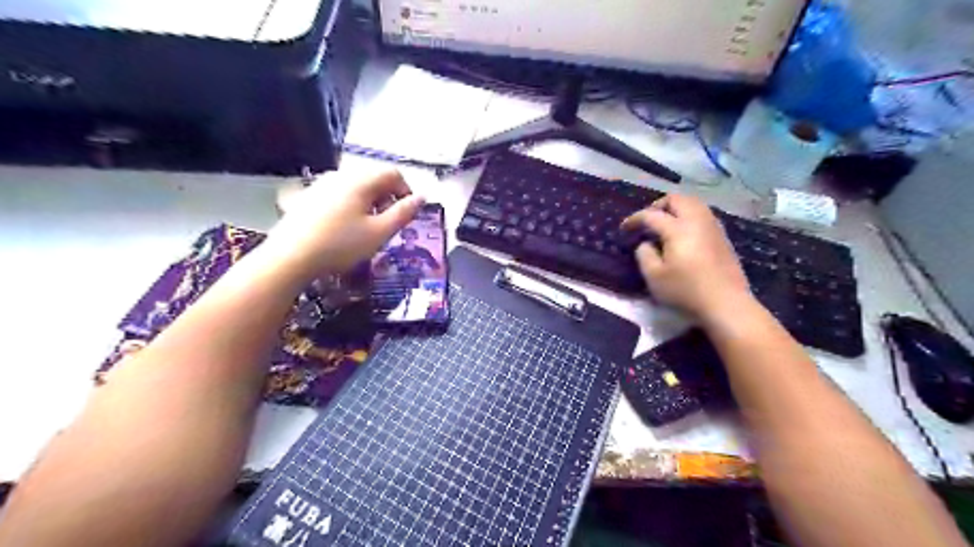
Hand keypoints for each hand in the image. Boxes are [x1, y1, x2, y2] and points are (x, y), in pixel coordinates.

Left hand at [263, 170, 427, 281]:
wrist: (290, 257)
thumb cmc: (340, 245)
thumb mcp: (379, 233)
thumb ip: (403, 213)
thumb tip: (421, 197)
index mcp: (361, 181)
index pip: (393, 174)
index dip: (406, 191)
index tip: (406, 214)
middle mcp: (341, 175)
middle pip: (374, 178)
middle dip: (387, 198)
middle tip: (387, 224)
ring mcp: (321, 184)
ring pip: (356, 187)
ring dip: (369, 202)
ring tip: (366, 228)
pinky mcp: (308, 197)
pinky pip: (339, 194)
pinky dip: (350, 206)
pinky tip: (343, 228)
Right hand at [624, 195, 751, 318]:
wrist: (726, 303)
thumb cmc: (685, 290)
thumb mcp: (654, 277)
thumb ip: (644, 255)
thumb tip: (646, 244)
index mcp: (678, 229)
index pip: (651, 215)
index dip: (635, 219)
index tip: (624, 228)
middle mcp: (697, 221)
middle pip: (677, 199)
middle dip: (658, 205)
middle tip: (647, 219)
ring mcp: (713, 227)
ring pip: (693, 203)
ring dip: (676, 208)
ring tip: (665, 223)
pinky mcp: (722, 237)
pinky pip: (703, 215)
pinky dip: (689, 216)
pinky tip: (683, 233)